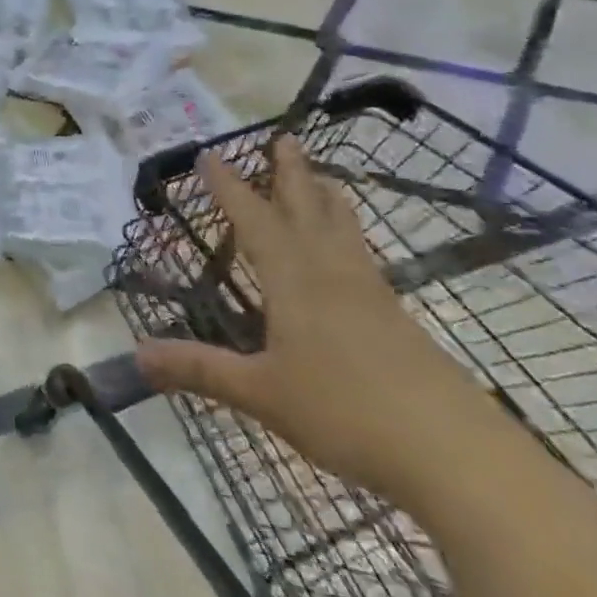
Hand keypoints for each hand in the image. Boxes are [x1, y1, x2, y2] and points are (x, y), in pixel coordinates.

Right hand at [134, 137, 512, 511]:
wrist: (459, 457)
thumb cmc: (347, 413)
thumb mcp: (260, 393)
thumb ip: (199, 369)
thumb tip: (136, 355)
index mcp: (295, 283)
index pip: (255, 223)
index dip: (229, 189)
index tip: (210, 155)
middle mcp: (334, 277)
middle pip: (310, 212)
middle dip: (291, 175)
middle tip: (285, 138)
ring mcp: (373, 298)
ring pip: (345, 233)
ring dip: (327, 200)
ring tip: (323, 178)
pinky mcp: (399, 324)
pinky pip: (365, 261)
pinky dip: (349, 239)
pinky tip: (351, 258)